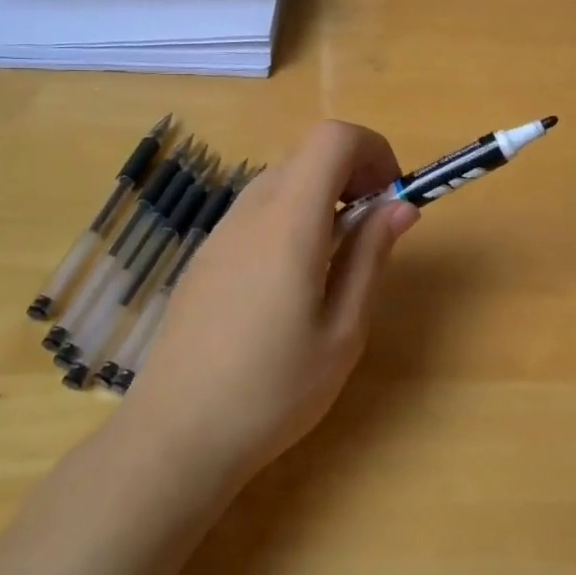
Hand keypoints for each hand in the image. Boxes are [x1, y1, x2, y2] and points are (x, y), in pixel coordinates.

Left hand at [123, 121, 418, 487]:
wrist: (175, 436)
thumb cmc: (273, 390)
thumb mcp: (343, 330)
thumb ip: (370, 256)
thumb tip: (400, 205)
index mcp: (288, 223)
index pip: (333, 138)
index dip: (373, 150)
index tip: (392, 196)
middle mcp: (250, 212)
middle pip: (308, 154)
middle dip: (353, 173)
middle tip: (374, 229)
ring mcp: (221, 233)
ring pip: (283, 180)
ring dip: (323, 196)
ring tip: (339, 258)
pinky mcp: (206, 256)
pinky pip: (259, 210)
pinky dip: (293, 217)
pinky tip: (295, 280)